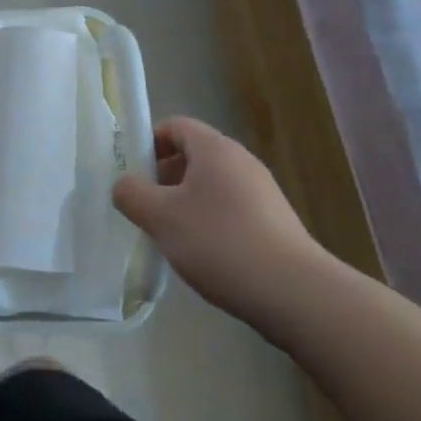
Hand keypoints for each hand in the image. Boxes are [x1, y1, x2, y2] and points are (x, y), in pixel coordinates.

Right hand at [112, 116, 330, 329]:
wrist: (296, 294)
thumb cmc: (220, 242)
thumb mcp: (161, 218)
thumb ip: (132, 194)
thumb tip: (124, 186)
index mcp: (215, 149)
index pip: (175, 126)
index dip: (149, 143)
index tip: (133, 173)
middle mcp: (241, 161)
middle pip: (193, 155)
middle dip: (164, 176)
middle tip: (146, 206)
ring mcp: (263, 192)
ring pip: (212, 185)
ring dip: (185, 202)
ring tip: (171, 235)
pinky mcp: (275, 222)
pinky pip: (231, 208)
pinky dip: (210, 221)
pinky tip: (204, 254)